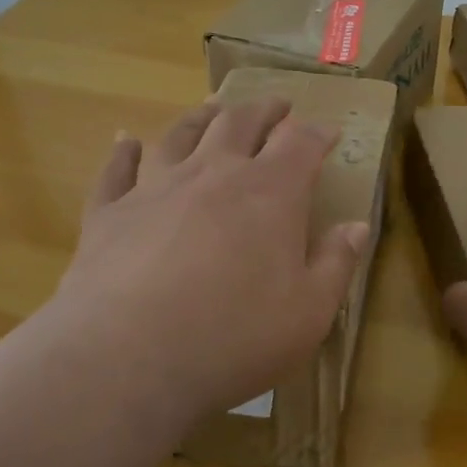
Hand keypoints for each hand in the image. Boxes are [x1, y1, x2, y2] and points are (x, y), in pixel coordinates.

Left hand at [42, 96, 368, 436]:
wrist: (126, 359)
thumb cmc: (234, 337)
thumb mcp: (309, 312)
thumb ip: (337, 263)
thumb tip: (357, 226)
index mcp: (270, 192)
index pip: (301, 143)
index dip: (319, 133)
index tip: (330, 131)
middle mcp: (214, 173)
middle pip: (240, 123)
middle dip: (264, 110)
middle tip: (277, 106)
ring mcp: (156, 188)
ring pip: (181, 134)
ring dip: (202, 116)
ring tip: (214, 108)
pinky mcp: (108, 213)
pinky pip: (116, 170)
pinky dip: (123, 151)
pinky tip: (126, 140)